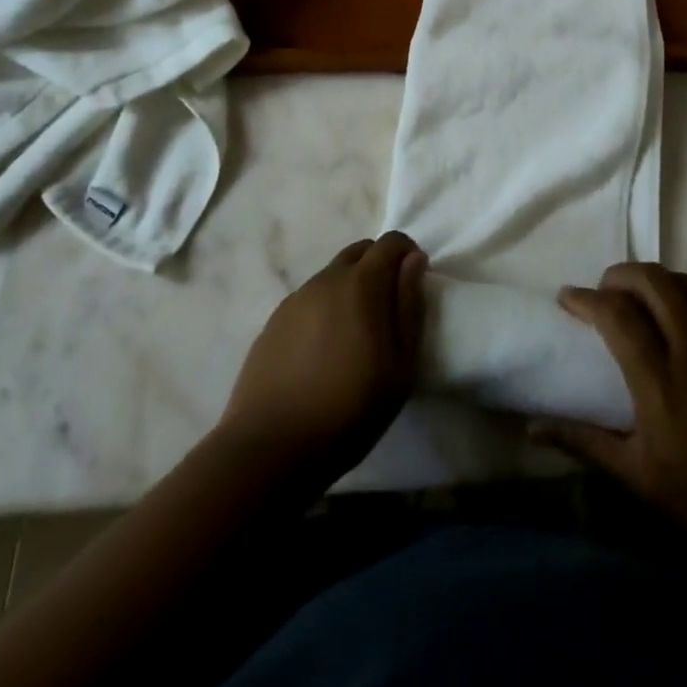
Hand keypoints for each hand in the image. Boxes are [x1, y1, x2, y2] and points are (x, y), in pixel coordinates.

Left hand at [217, 232, 426, 484]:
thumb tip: (414, 260)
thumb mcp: (400, 365)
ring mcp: (296, 298)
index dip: (407, 254)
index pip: (390, 241)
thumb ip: (409, 306)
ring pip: (332, 275)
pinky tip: (324, 349)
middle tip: (388, 307)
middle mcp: (327, 279)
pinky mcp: (274, 320)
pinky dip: (325, 307)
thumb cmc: (350, 409)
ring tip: (355, 333)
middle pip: (359, 251)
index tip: (413, 282)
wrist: (271, 446)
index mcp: (361, 284)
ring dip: (351, 287)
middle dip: (379, 264)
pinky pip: (310, 298)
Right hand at [534, 263, 686, 576]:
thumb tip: (532, 428)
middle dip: (619, 274)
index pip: (618, 315)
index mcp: (660, 383)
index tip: (565, 299)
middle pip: (653, 282)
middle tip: (601, 292)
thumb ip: (584, 443)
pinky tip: (677, 311)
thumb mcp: (638, 480)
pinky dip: (686, 292)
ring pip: (684, 283)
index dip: (586, 298)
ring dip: (653, 278)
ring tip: (634, 296)